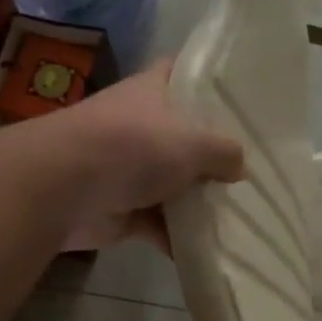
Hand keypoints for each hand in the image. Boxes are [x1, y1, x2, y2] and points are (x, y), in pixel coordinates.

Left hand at [33, 60, 244, 251]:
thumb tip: (240, 166)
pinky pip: (161, 224)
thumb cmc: (131, 146)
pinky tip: (215, 248)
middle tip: (258, 166)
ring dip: (200, 201)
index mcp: (153, 91)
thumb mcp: (192, 141)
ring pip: (175, 184)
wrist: (63, 188)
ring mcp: (130, 169)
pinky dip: (181, 237)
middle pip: (186, 136)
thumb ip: (224, 151)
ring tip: (244, 212)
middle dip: (216, 153)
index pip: (184, 72)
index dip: (211, 80)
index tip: (244, 95)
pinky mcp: (123, 210)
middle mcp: (141, 126)